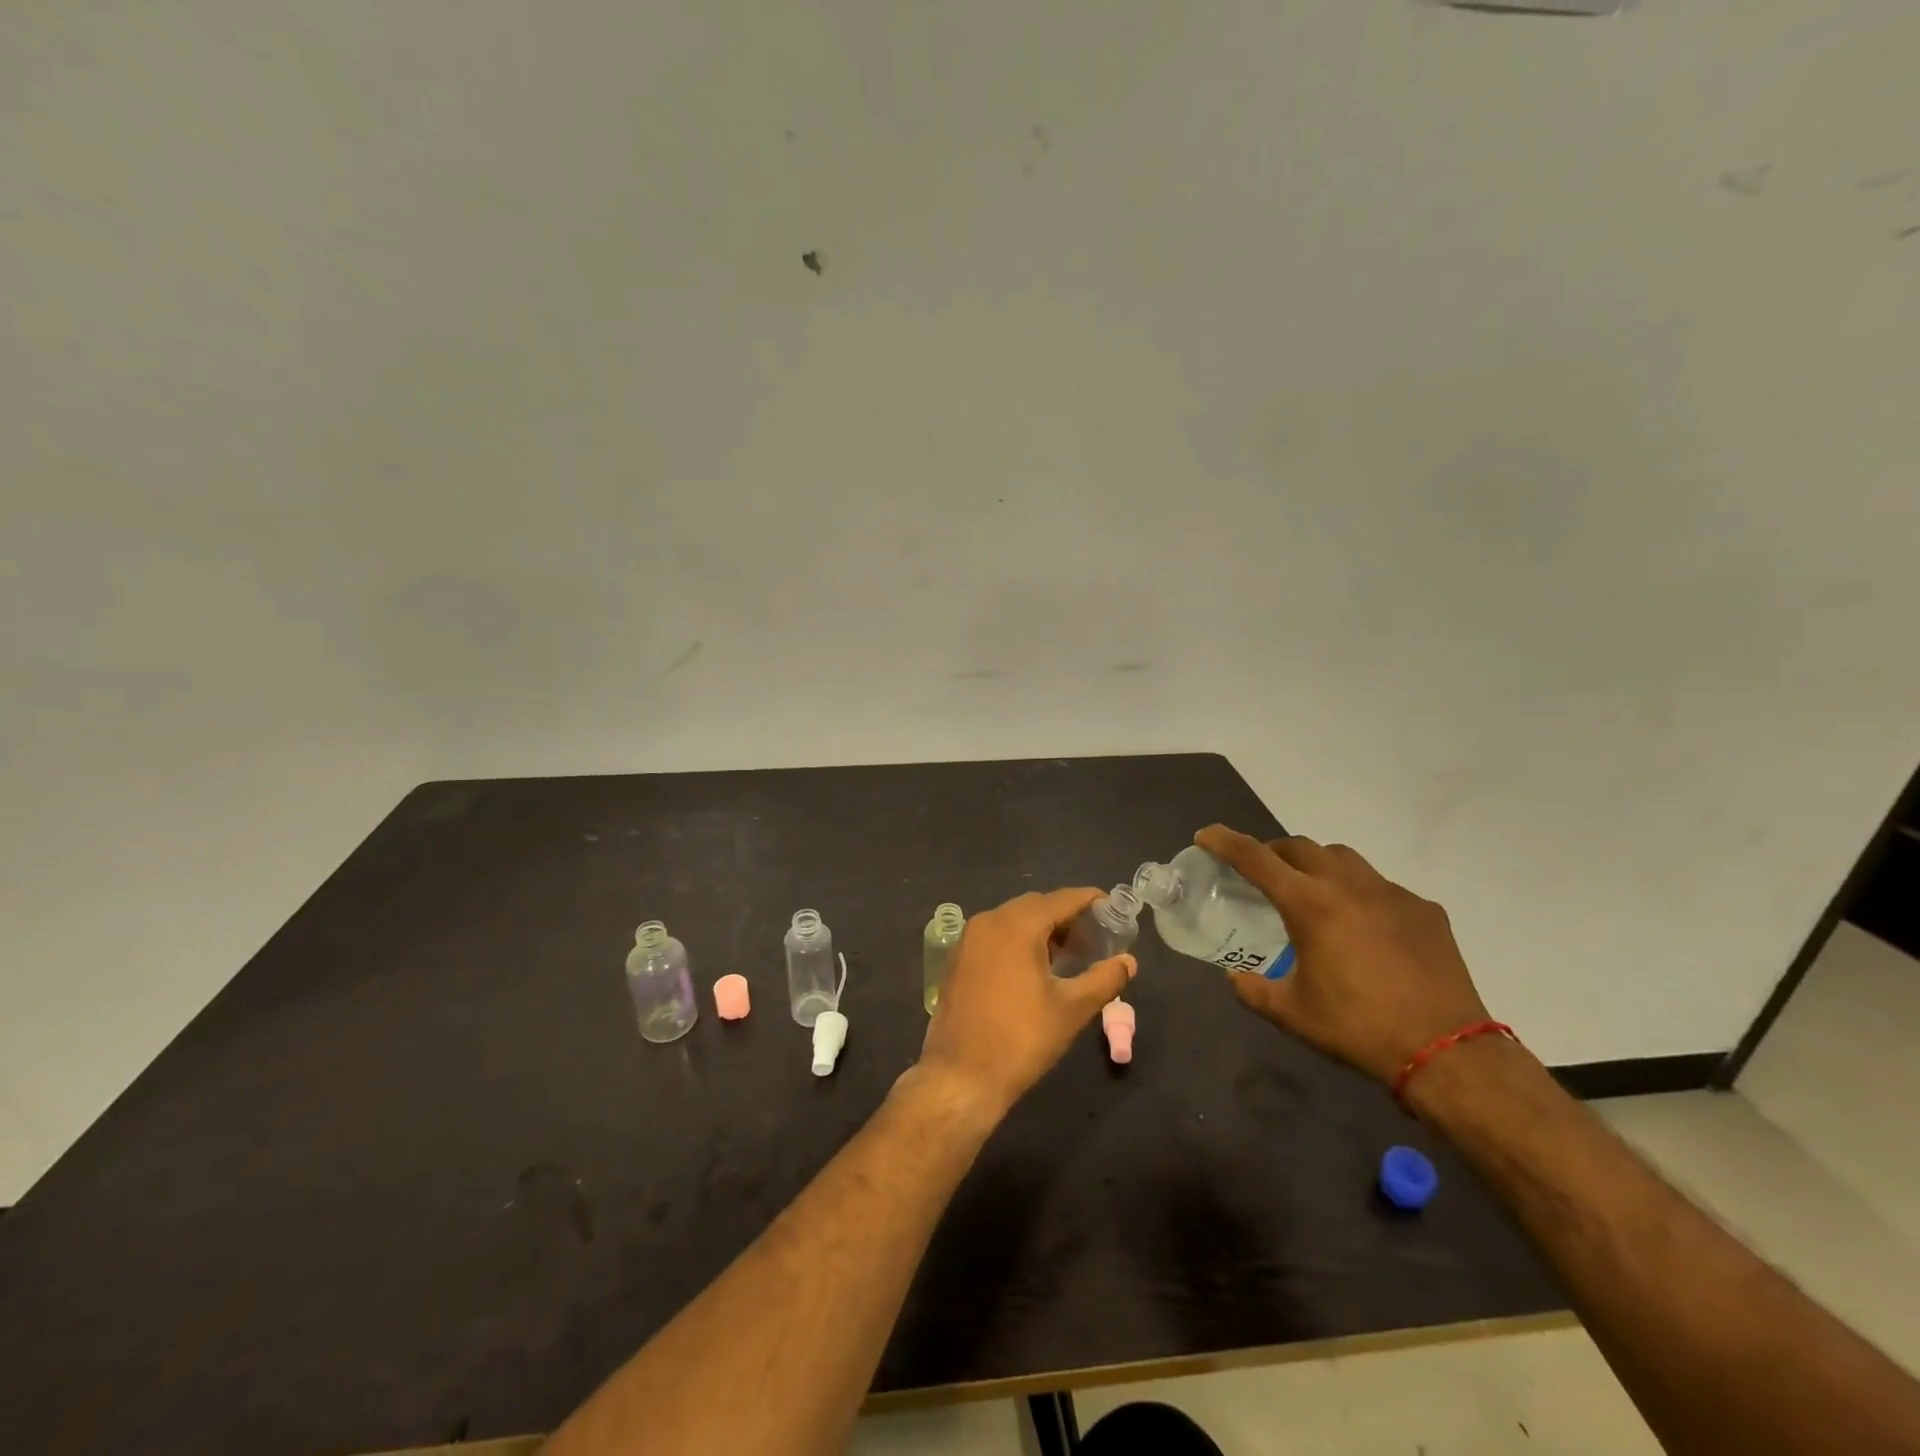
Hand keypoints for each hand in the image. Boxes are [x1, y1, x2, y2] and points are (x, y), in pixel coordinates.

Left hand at [917, 888, 1136, 1117]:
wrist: (961, 1075)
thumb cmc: (1022, 1038)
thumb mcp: (1072, 1009)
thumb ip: (1104, 978)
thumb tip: (1129, 961)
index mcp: (1017, 924)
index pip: (1061, 899)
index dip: (1088, 900)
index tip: (1111, 906)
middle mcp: (988, 921)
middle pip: (1035, 906)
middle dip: (1066, 916)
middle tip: (1093, 938)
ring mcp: (968, 939)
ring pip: (1012, 920)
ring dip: (1041, 929)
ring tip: (1068, 955)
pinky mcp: (957, 959)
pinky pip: (994, 936)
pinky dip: (1017, 941)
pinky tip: (1033, 968)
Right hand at [1195, 826, 1490, 1085]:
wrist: (1446, 1052)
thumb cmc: (1358, 1028)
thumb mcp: (1292, 1014)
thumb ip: (1253, 990)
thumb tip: (1235, 978)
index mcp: (1310, 905)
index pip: (1255, 858)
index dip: (1225, 842)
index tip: (1206, 836)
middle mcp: (1349, 886)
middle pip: (1300, 847)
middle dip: (1273, 851)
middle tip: (1261, 872)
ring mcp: (1391, 894)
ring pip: (1343, 858)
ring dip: (1317, 864)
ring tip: (1312, 890)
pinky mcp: (1424, 910)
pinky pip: (1381, 886)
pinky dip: (1359, 893)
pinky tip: (1364, 926)